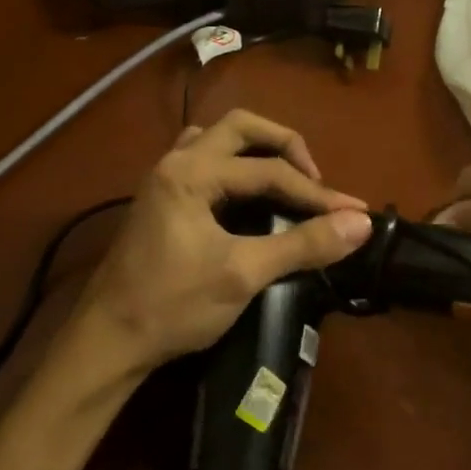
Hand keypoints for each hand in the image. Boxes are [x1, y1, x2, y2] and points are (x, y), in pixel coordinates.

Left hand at [68, 110, 373, 380]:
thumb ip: (303, 244)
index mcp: (191, 172)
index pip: (268, 170)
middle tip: (314, 179)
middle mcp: (175, 162)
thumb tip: (361, 224)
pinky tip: (246, 195)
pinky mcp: (161, 199)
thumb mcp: (243, 274)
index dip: (316, 193)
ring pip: (217, 139)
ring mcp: (164, 178)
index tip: (355, 214)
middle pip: (240, 127)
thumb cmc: (173, 306)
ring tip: (285, 179)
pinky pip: (202, 160)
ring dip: (255, 150)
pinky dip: (232, 166)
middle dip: (284, 145)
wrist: (109, 341)